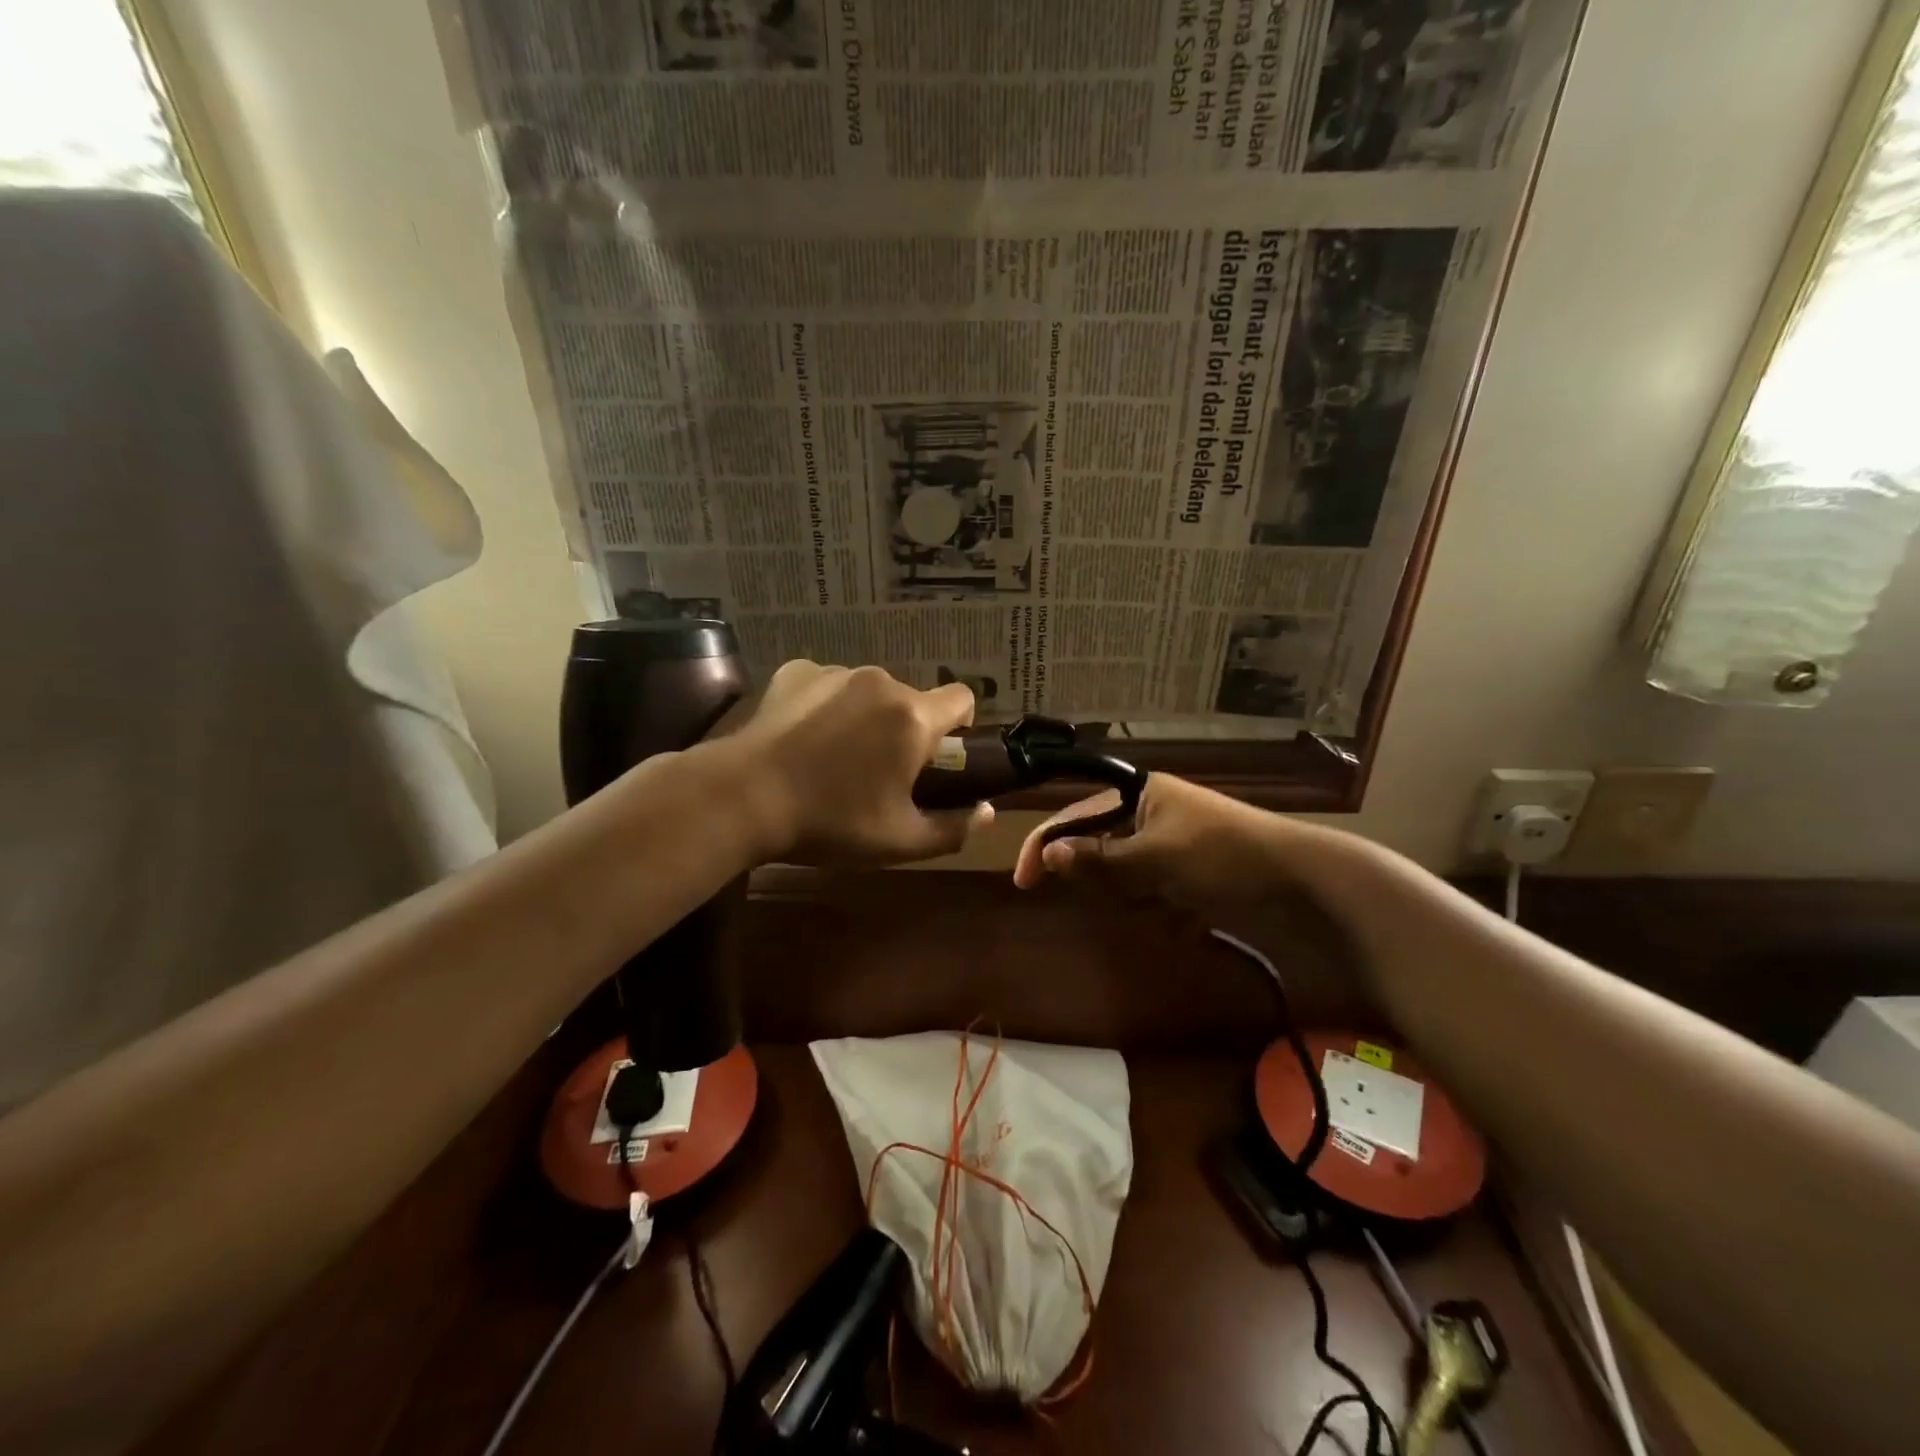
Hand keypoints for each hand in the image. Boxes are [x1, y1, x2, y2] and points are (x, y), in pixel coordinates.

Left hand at [731, 661, 991, 864]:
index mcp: (912, 717)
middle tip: (880, 771)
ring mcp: (835, 672)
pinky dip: (827, 707)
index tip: (940, 756)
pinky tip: (803, 739)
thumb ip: (953, 828)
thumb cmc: (830, 822)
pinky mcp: (796, 671)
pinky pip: (829, 685)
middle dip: (906, 729)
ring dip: (866, 717)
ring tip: (834, 757)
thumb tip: (986, 813)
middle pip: (911, 699)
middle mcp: (880, 682)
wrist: (742, 798)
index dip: (960, 725)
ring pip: (869, 692)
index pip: (962, 697)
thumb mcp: (899, 841)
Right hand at [1012, 772, 1339, 910]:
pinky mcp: (1187, 872)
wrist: (1302, 880)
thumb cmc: (1223, 855)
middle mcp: (1149, 812)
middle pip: (1098, 848)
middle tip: (1137, 894)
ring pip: (1123, 875)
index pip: (1075, 814)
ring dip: (1139, 897)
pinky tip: (1190, 916)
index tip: (1024, 881)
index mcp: (1139, 792)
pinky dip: (1162, 909)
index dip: (1046, 844)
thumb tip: (1046, 854)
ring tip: (1173, 905)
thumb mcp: (1156, 858)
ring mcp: (1169, 843)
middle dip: (1111, 879)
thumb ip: (1099, 858)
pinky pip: (1151, 892)